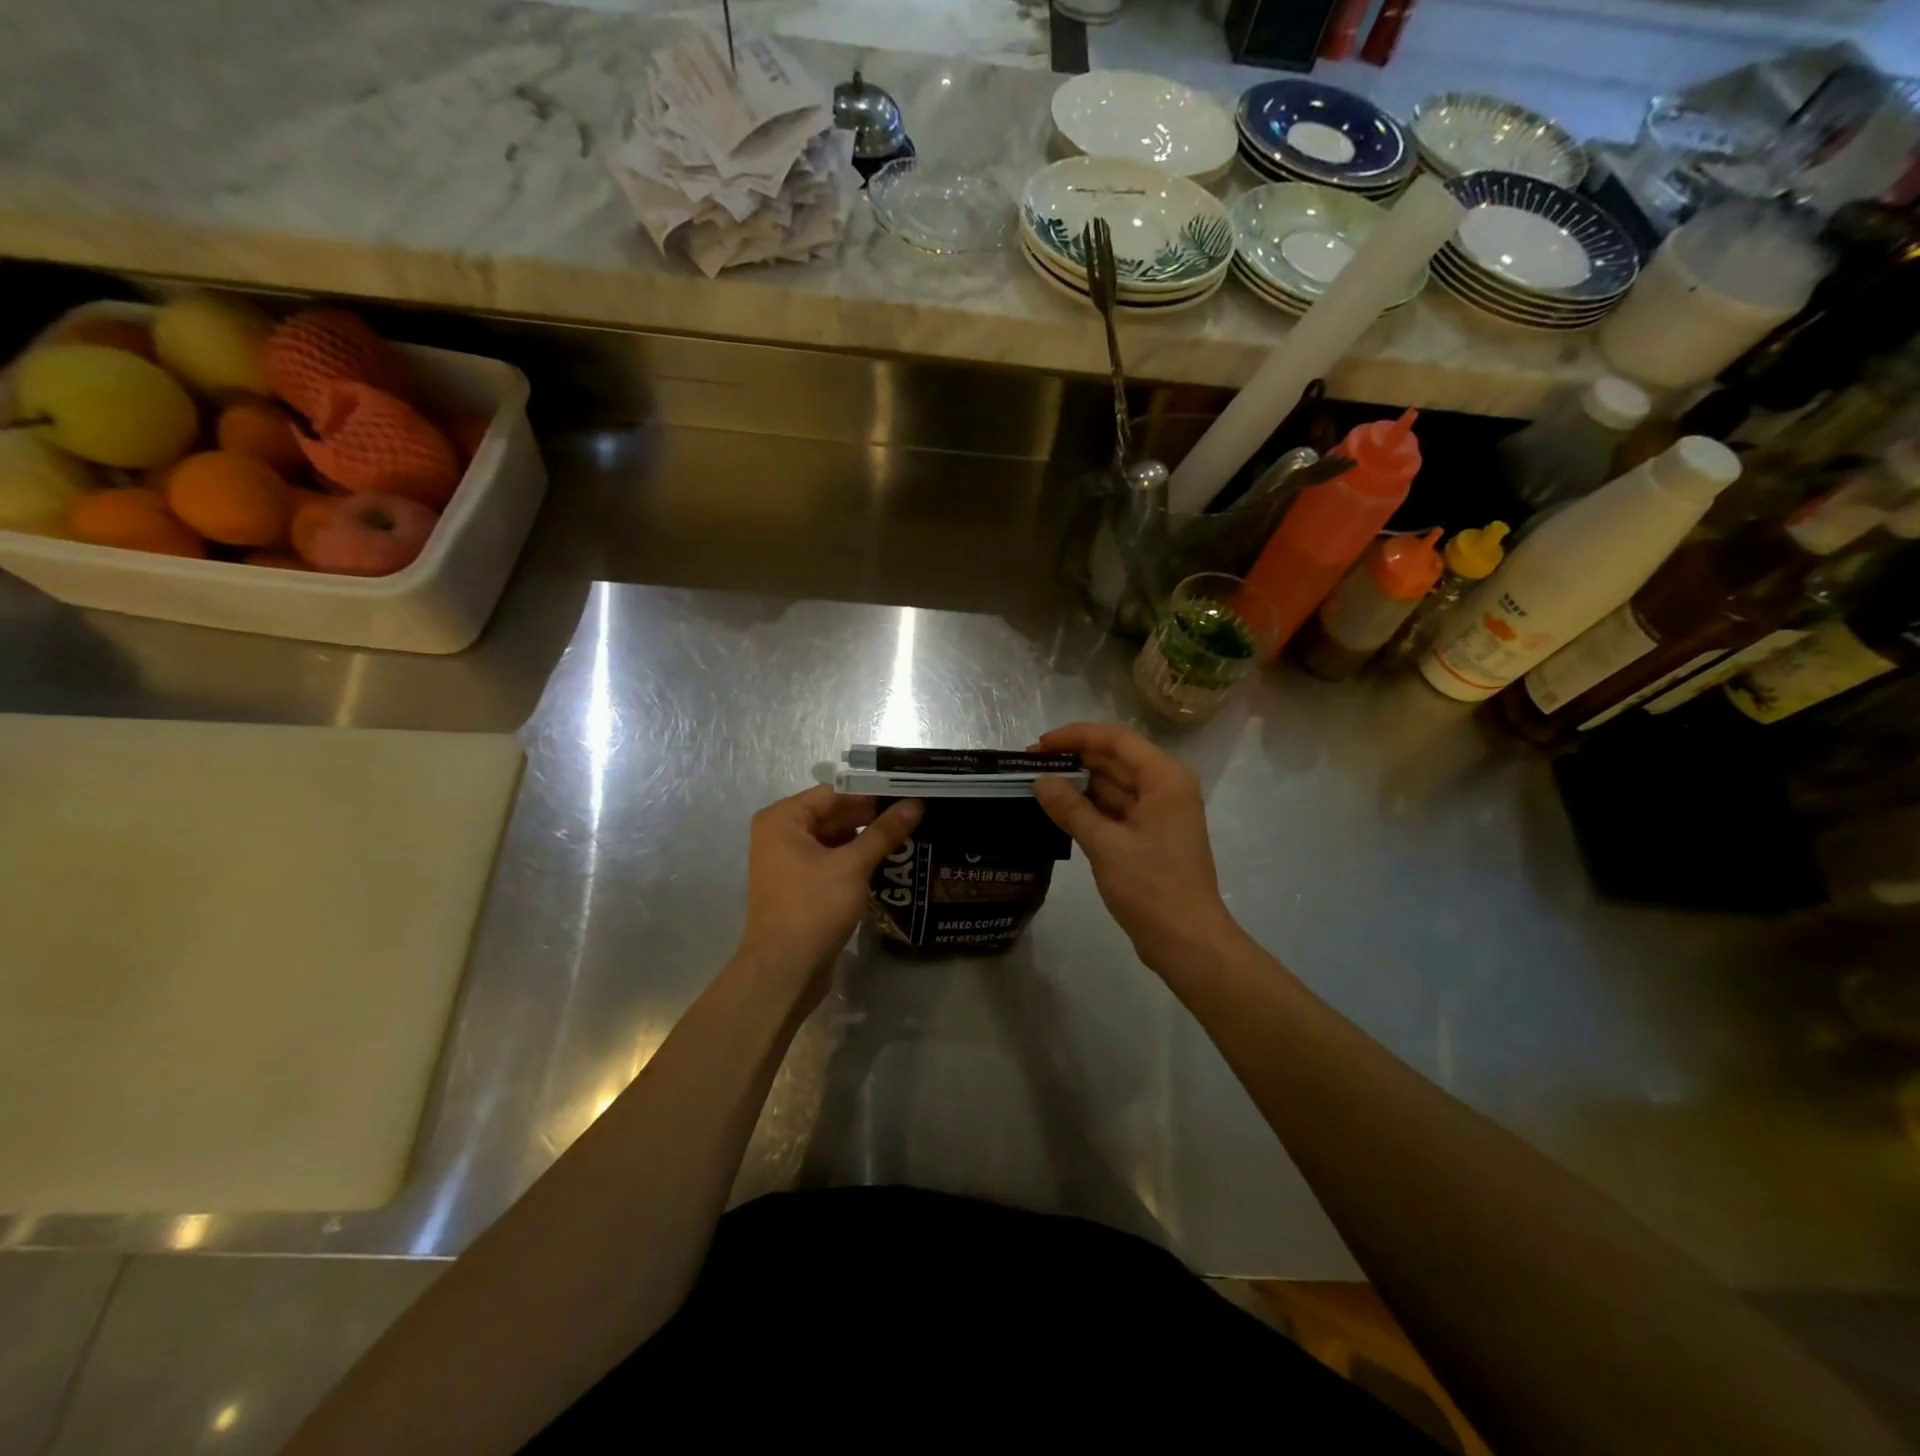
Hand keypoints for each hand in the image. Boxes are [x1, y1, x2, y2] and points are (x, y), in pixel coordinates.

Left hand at [736, 786, 921, 998]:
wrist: (783, 971)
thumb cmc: (813, 907)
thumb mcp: (853, 866)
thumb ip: (884, 832)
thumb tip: (915, 804)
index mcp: (783, 819)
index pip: (835, 793)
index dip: (872, 792)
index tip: (908, 791)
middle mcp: (780, 834)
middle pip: (834, 815)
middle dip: (872, 816)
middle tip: (915, 813)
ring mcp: (788, 862)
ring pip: (834, 840)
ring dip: (866, 839)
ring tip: (909, 834)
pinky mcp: (799, 886)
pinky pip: (831, 862)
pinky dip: (855, 860)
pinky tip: (887, 862)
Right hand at [1032, 723, 1238, 971]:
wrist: (1188, 941)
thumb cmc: (1151, 887)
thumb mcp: (1105, 845)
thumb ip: (1071, 808)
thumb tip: (1041, 781)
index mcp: (1164, 778)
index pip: (1116, 739)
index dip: (1076, 736)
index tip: (1040, 745)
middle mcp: (1166, 787)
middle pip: (1116, 759)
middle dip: (1075, 759)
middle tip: (1030, 765)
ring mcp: (1160, 812)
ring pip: (1115, 785)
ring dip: (1080, 784)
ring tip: (1038, 784)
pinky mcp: (1151, 836)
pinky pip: (1117, 809)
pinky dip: (1090, 807)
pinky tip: (1060, 809)